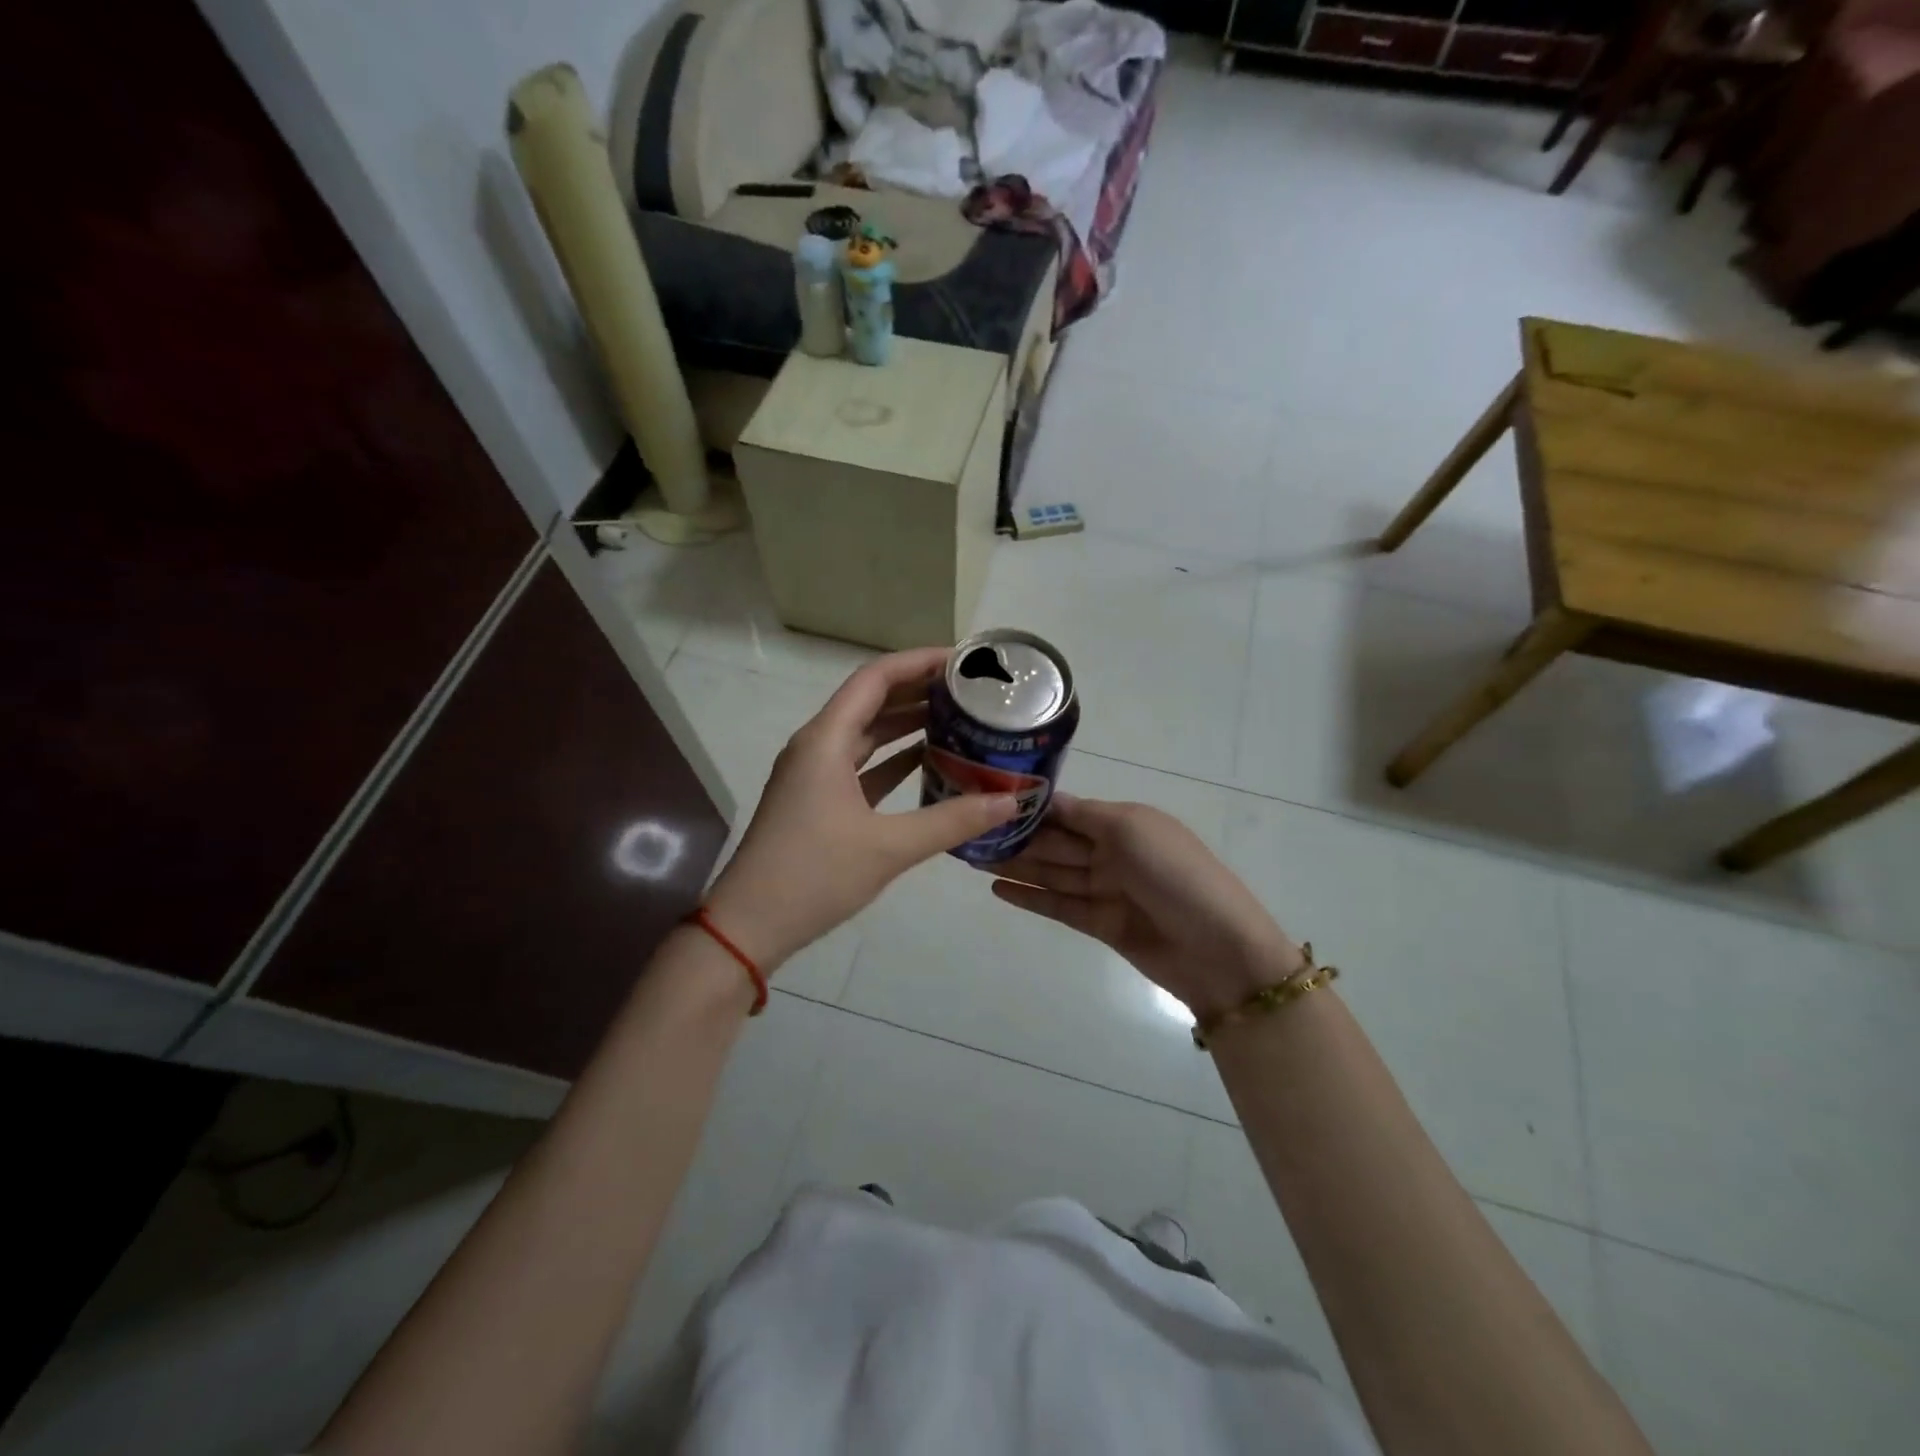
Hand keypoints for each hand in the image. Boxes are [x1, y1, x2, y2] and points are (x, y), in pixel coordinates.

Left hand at [705, 648, 1019, 969]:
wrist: (749, 926)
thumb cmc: (813, 876)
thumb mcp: (889, 848)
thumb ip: (951, 820)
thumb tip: (1011, 800)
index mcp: (826, 741)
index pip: (876, 679)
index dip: (919, 662)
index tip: (962, 660)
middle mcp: (817, 746)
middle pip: (871, 701)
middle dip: (919, 691)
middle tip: (970, 689)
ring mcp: (814, 775)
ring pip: (867, 735)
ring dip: (907, 724)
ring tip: (958, 718)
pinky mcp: (817, 801)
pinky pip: (862, 766)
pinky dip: (894, 760)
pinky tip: (929, 763)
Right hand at [990, 795, 1304, 1021]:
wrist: (1219, 950)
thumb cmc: (1176, 875)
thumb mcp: (1131, 829)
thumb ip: (1083, 815)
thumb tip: (1043, 799)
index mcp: (1123, 822)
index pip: (1067, 810)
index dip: (1031, 807)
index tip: (988, 800)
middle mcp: (1112, 851)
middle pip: (1055, 842)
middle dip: (1017, 837)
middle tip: (967, 831)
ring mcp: (1106, 889)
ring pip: (1051, 873)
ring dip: (1015, 865)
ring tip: (971, 857)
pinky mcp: (1100, 924)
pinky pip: (1058, 905)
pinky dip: (1029, 897)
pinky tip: (997, 889)